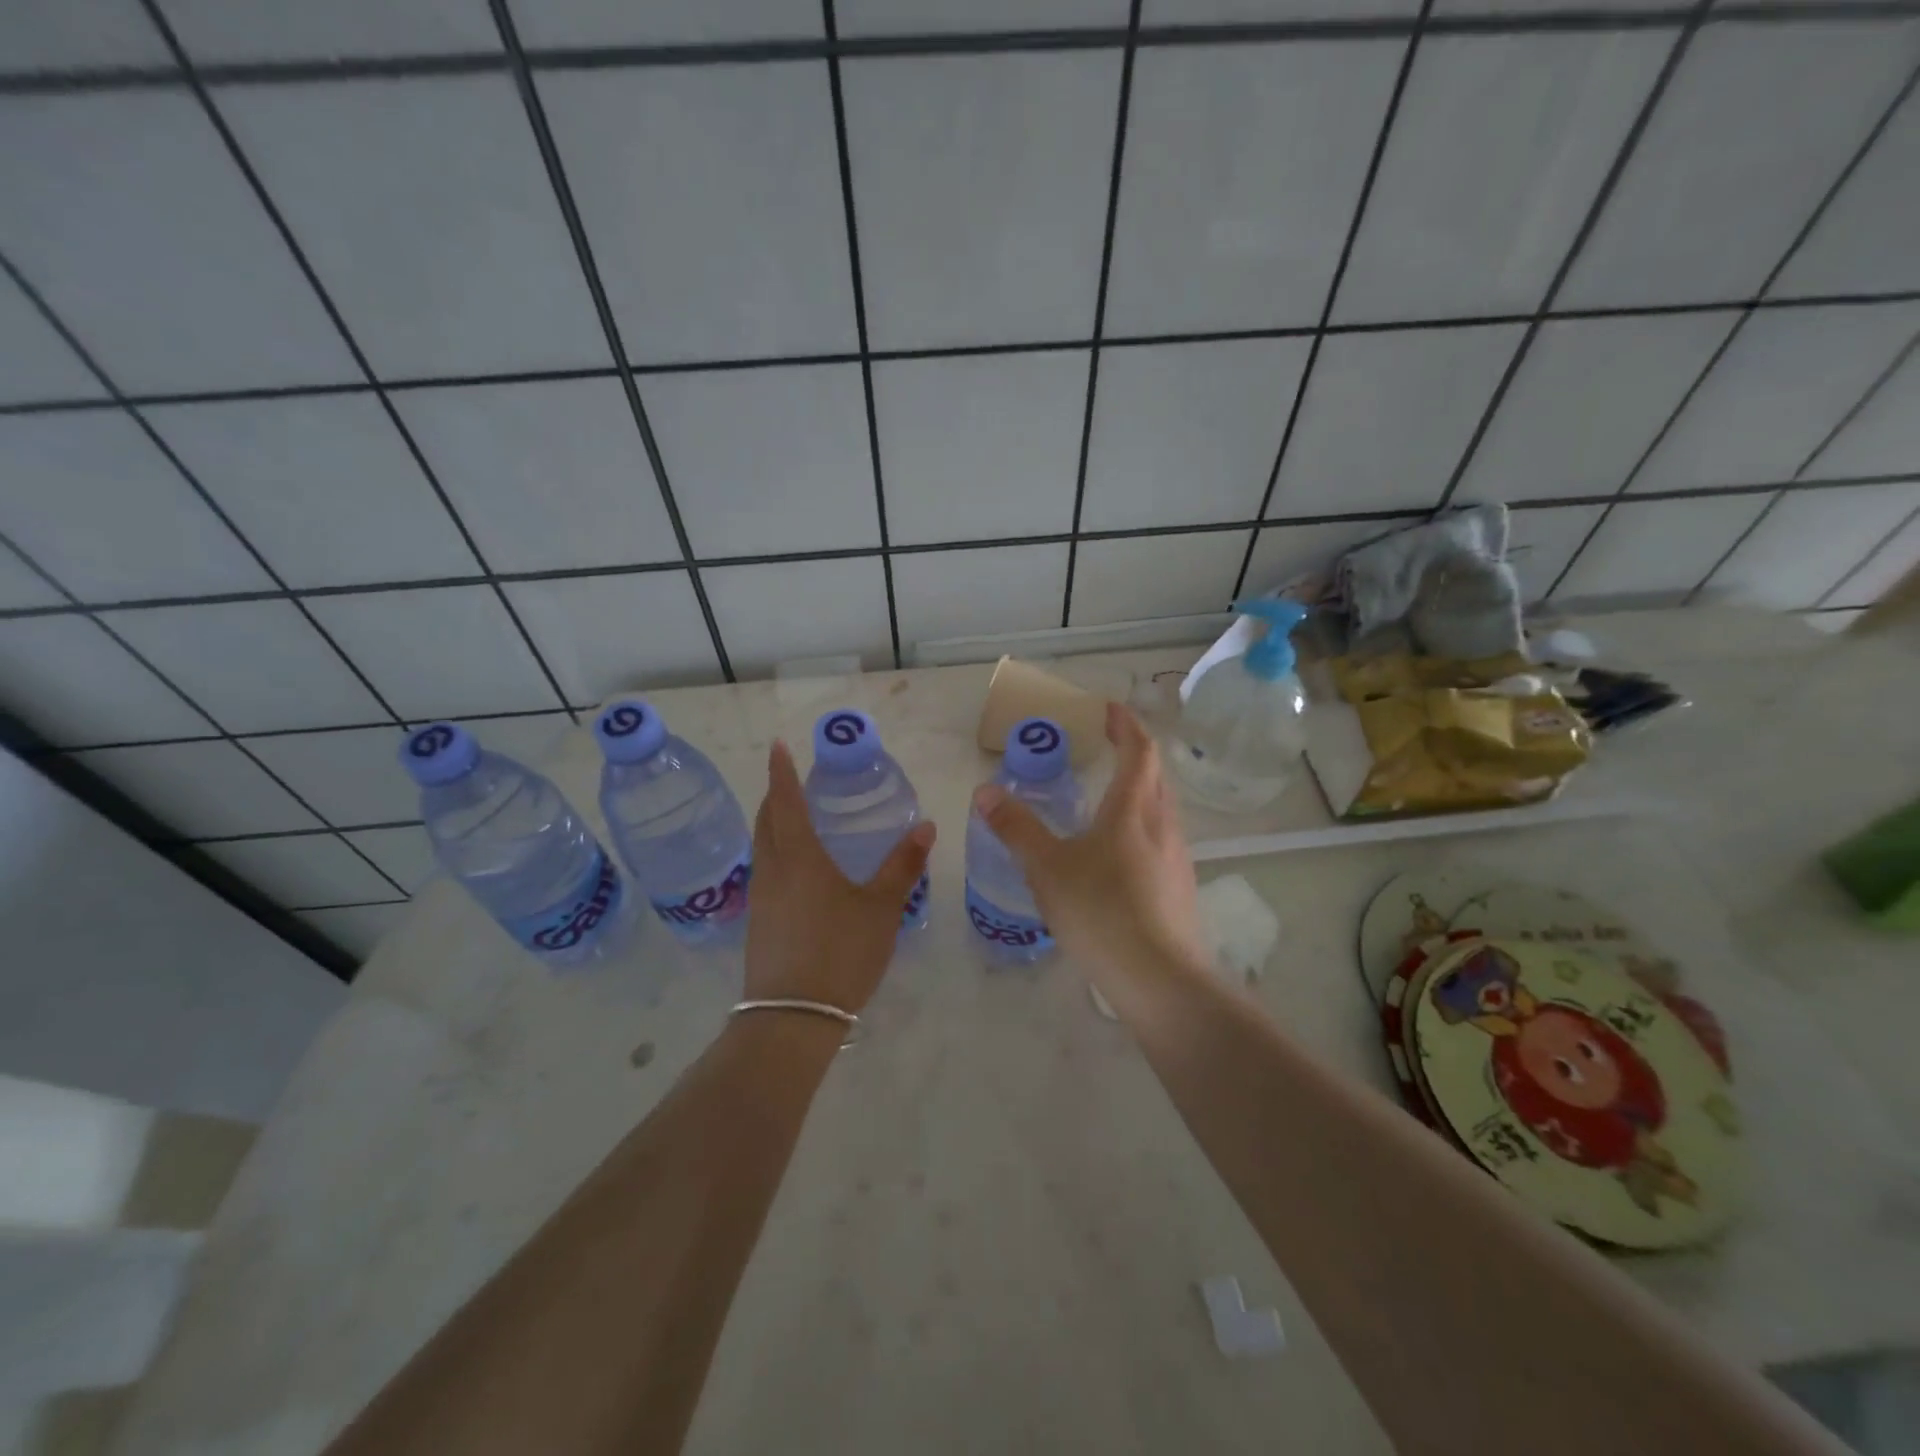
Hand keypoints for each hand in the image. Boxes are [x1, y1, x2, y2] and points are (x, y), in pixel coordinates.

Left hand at [744, 740, 935, 1013]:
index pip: (785, 801)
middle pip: (765, 821)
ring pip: (761, 847)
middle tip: (791, 781)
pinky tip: (796, 870)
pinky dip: (775, 854)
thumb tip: (926, 827)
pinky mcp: (758, 922)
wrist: (792, 1017)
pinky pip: (764, 872)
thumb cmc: (841, 952)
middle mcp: (772, 870)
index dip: (782, 772)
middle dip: (775, 795)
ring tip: (794, 819)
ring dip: (772, 825)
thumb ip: (902, 866)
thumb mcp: (881, 908)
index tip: (779, 746)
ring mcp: (760, 898)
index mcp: (799, 857)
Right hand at [973, 702, 1206, 1019]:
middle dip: (1134, 752)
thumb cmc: (1101, 911)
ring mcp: (1177, 857)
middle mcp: (1162, 824)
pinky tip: (1116, 855)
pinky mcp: (1179, 887)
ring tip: (1107, 798)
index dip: (1125, 724)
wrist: (1160, 979)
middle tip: (1106, 746)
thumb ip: (1016, 828)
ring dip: (1139, 790)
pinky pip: (1160, 840)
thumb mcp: (1047, 868)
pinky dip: (1139, 826)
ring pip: (1160, 808)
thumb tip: (986, 792)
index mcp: (1132, 809)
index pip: (1138, 750)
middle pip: (1155, 775)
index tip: (1108, 709)